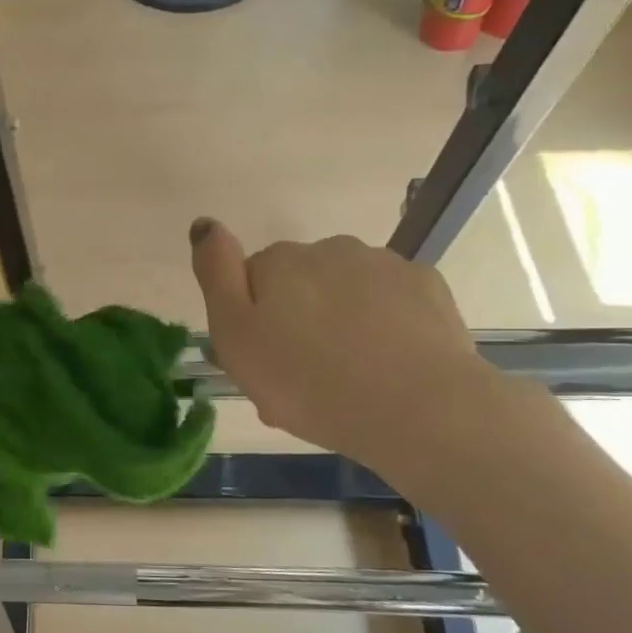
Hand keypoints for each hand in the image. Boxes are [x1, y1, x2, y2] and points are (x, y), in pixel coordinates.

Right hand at [190, 220, 497, 482]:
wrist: (418, 408)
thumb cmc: (308, 382)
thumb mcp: (236, 338)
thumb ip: (215, 275)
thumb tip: (205, 223)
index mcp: (278, 262)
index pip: (250, 281)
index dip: (252, 321)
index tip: (264, 361)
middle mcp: (329, 249)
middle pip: (299, 283)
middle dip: (297, 319)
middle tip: (302, 377)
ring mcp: (383, 264)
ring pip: (346, 291)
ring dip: (341, 321)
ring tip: (349, 376)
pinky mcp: (426, 286)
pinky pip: (390, 301)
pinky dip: (383, 324)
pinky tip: (387, 363)